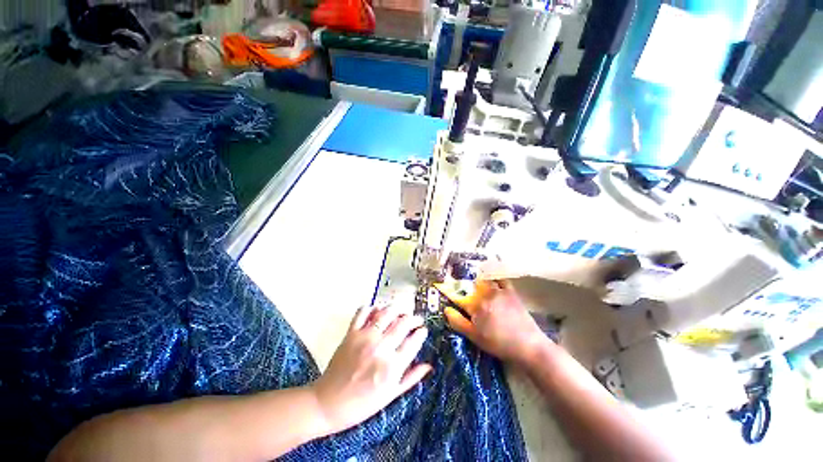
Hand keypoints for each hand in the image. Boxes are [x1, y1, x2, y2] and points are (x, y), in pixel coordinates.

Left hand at [310, 305, 431, 434]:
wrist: (328, 404)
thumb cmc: (362, 404)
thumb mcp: (390, 395)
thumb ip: (411, 378)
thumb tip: (429, 365)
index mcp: (392, 366)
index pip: (414, 341)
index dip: (421, 333)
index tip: (423, 330)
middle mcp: (381, 348)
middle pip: (403, 323)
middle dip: (413, 318)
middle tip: (416, 319)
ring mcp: (365, 338)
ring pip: (386, 313)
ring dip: (396, 309)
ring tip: (400, 312)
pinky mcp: (351, 333)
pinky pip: (363, 312)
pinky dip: (371, 307)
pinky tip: (377, 310)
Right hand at [444, 280, 548, 365]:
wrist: (528, 345)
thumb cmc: (498, 343)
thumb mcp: (474, 337)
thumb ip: (458, 322)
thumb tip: (446, 309)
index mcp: (475, 305)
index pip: (458, 296)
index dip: (449, 292)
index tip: (443, 287)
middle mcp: (485, 294)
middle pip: (470, 285)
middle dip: (462, 284)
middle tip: (457, 284)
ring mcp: (499, 291)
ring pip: (483, 280)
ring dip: (476, 279)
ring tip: (472, 279)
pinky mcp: (510, 291)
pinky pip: (500, 278)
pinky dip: (494, 275)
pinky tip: (491, 274)